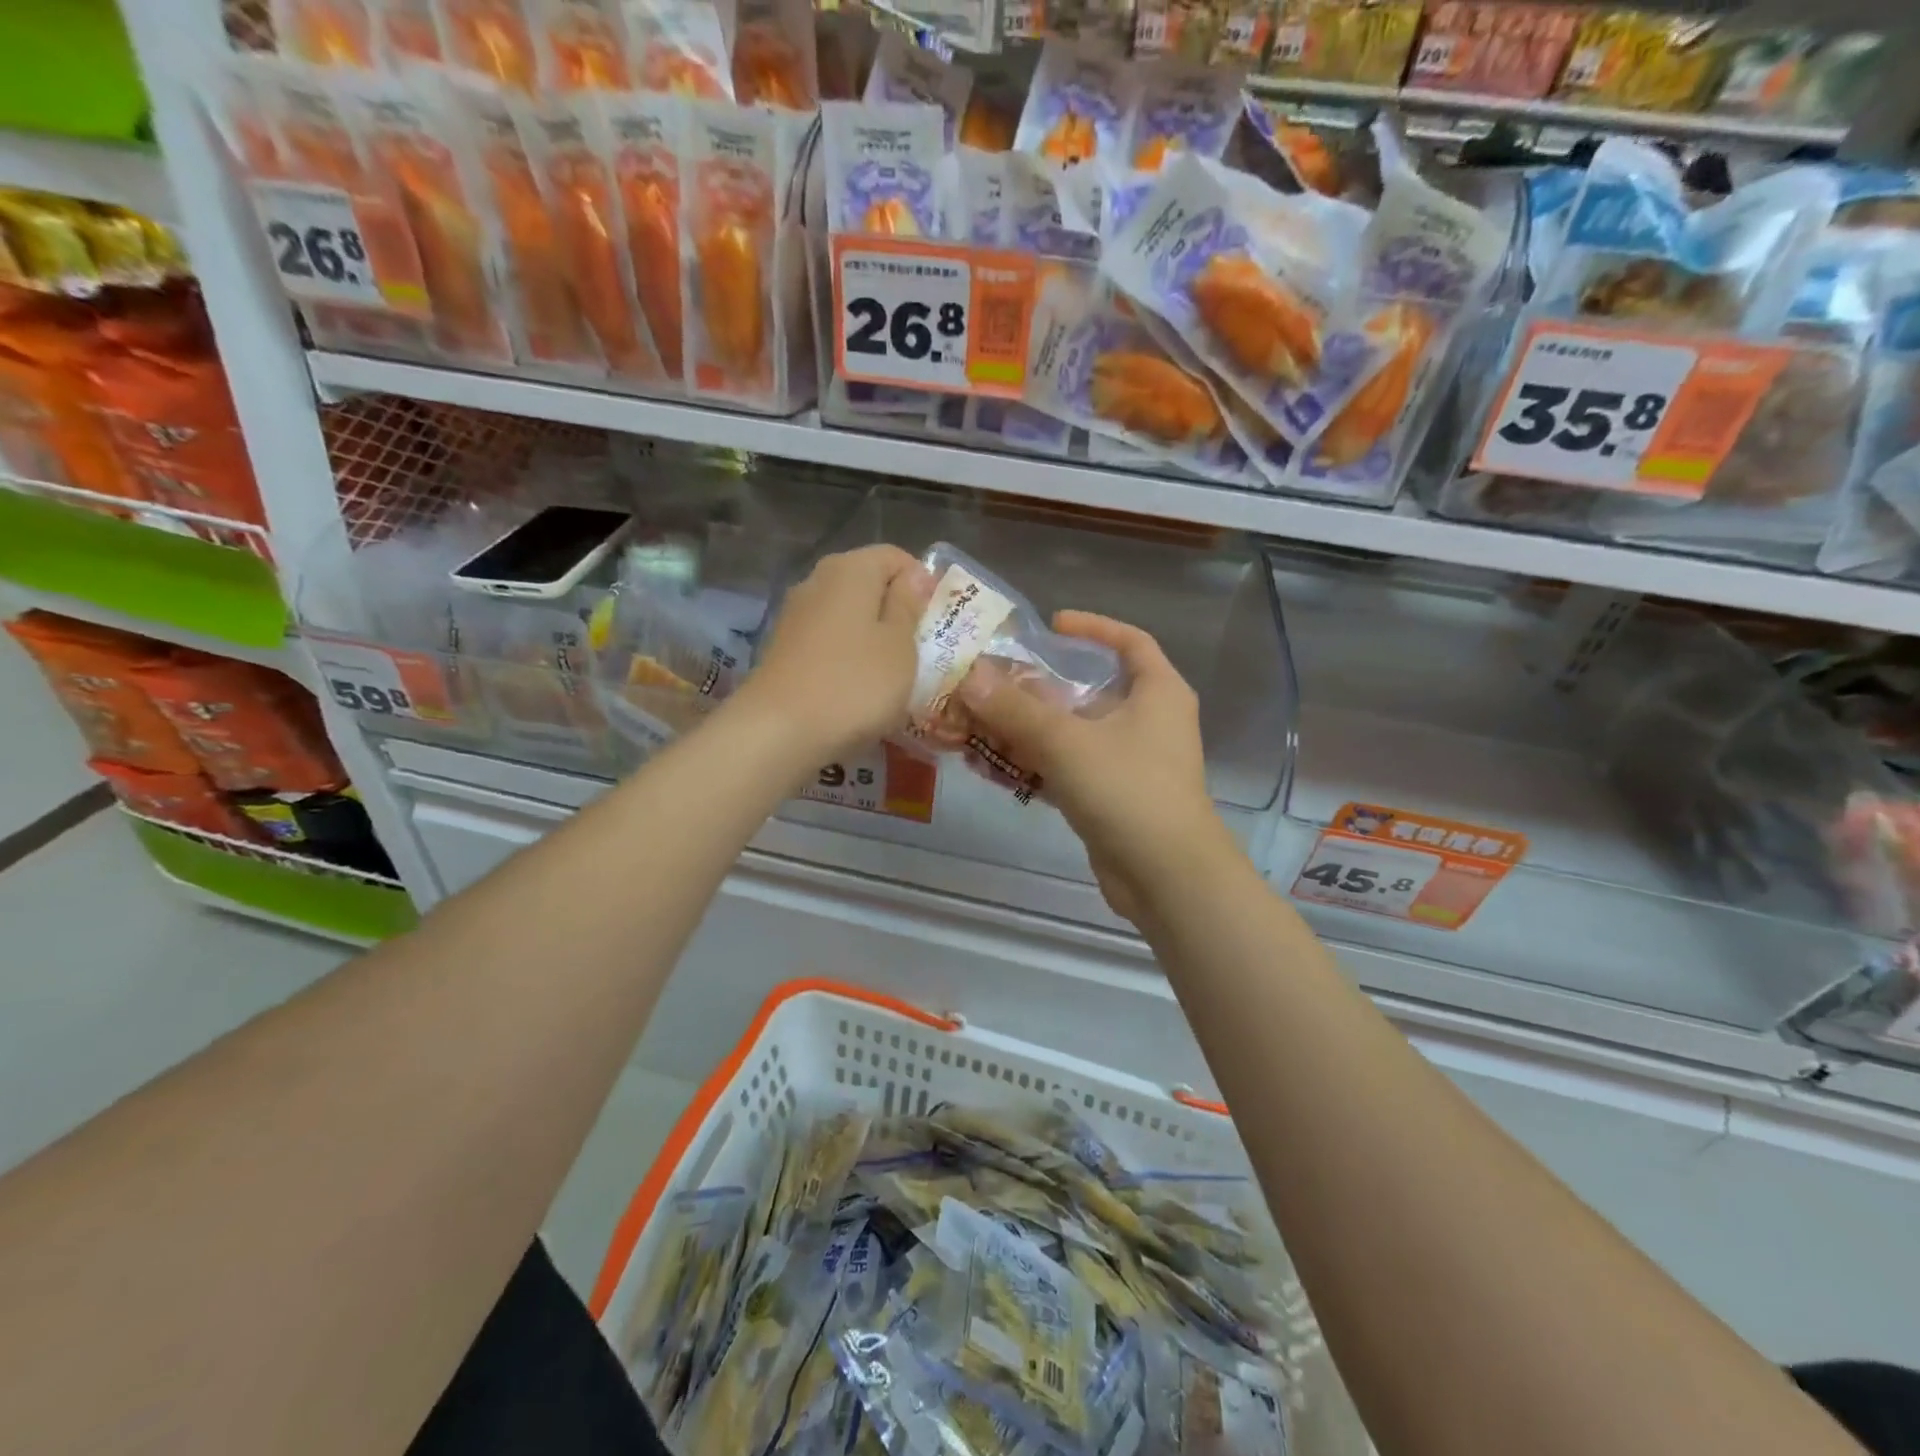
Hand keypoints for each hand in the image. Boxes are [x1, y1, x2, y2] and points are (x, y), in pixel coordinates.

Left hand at [737, 545, 927, 764]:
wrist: (779, 731)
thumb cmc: (855, 684)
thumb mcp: (899, 646)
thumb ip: (908, 606)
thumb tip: (912, 577)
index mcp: (851, 569)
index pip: (896, 557)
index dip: (922, 583)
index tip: (937, 621)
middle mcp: (818, 580)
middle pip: (869, 583)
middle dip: (897, 611)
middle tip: (920, 649)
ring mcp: (796, 614)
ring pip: (848, 614)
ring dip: (873, 636)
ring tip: (892, 673)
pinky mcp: (784, 647)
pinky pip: (828, 640)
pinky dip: (847, 655)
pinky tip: (857, 687)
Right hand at [957, 612, 1236, 921]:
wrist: (1166, 877)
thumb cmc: (1128, 789)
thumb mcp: (1066, 742)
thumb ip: (1015, 709)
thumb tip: (969, 676)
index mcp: (1157, 692)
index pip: (1130, 642)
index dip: (1093, 628)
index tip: (1051, 626)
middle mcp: (1147, 721)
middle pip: (1087, 691)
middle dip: (1035, 688)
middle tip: (990, 682)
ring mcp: (1128, 763)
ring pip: (1070, 734)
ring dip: (1023, 731)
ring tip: (973, 724)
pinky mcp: (1110, 799)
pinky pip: (1065, 770)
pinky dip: (1032, 766)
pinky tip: (988, 765)